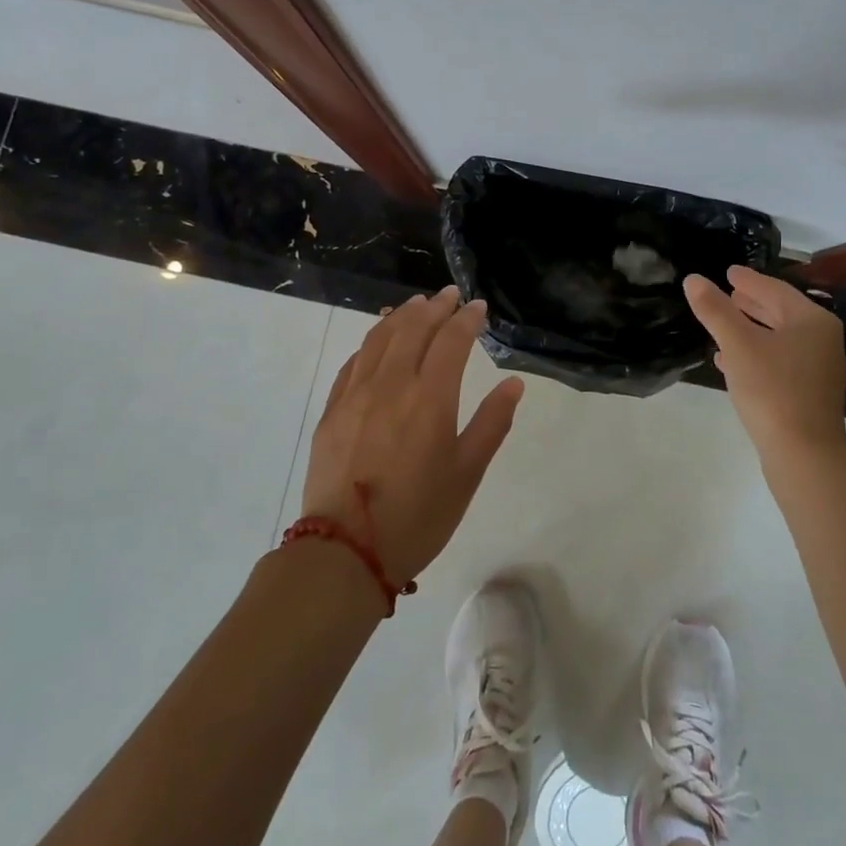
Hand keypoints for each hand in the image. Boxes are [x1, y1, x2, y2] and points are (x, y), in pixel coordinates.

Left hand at [299, 286, 524, 585]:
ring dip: (401, 316)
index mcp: (430, 398)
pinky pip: (353, 362)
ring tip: (416, 305)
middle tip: (450, 295)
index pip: (451, 341)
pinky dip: (371, 342)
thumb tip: (513, 384)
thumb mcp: (467, 473)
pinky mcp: (332, 411)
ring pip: (379, 339)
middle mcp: (391, 385)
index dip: (467, 319)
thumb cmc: (419, 515)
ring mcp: (356, 395)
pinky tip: (378, 340)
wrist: (346, 550)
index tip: (478, 306)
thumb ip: (492, 423)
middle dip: (435, 307)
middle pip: (412, 329)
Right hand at [684, 266, 845, 461]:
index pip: (775, 289)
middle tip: (726, 293)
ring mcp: (819, 368)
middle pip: (781, 312)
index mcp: (812, 321)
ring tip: (724, 323)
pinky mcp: (809, 393)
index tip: (728, 272)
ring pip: (780, 338)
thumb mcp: (738, 345)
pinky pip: (780, 361)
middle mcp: (822, 340)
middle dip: (751, 303)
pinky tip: (731, 361)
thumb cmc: (773, 390)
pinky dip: (757, 353)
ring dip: (751, 329)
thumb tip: (693, 279)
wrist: (804, 454)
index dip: (748, 280)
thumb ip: (715, 310)